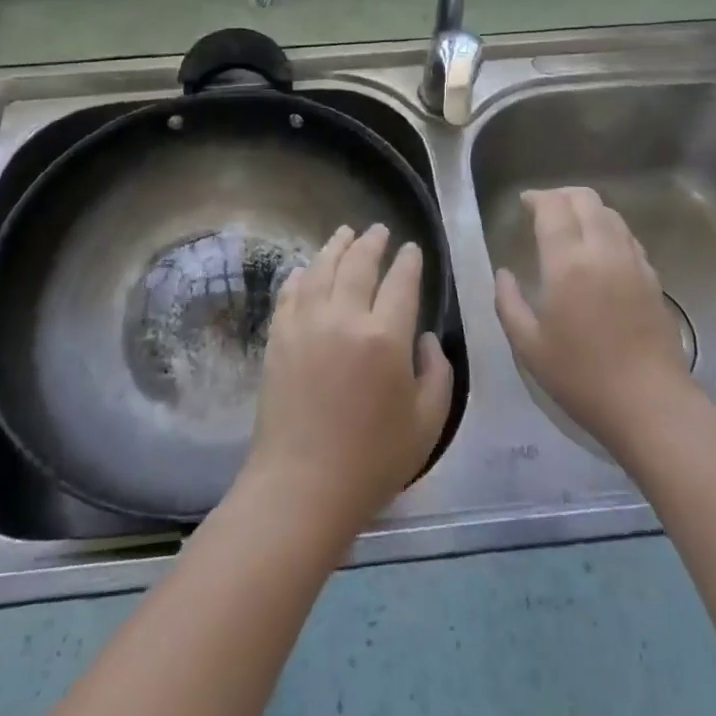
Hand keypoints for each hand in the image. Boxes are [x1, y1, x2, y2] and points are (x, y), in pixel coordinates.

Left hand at [244, 224, 452, 539]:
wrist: (302, 485)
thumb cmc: (373, 460)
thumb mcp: (428, 423)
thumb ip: (437, 373)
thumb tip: (424, 339)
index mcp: (385, 336)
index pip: (401, 282)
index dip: (409, 261)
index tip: (412, 249)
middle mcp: (343, 317)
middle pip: (358, 264)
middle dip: (372, 242)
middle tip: (379, 230)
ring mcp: (305, 324)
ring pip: (322, 269)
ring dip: (336, 246)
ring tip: (345, 233)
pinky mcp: (278, 337)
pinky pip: (290, 293)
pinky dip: (302, 275)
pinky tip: (307, 269)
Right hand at [494, 187, 696, 458]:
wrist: (650, 404)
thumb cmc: (581, 377)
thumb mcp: (528, 345)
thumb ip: (508, 302)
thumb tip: (504, 273)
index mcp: (568, 262)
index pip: (553, 207)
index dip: (536, 197)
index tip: (524, 203)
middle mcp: (603, 251)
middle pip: (586, 199)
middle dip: (561, 195)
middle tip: (543, 208)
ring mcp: (633, 262)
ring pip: (611, 213)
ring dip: (587, 209)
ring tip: (570, 226)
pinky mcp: (653, 278)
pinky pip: (628, 237)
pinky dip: (608, 229)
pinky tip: (599, 251)